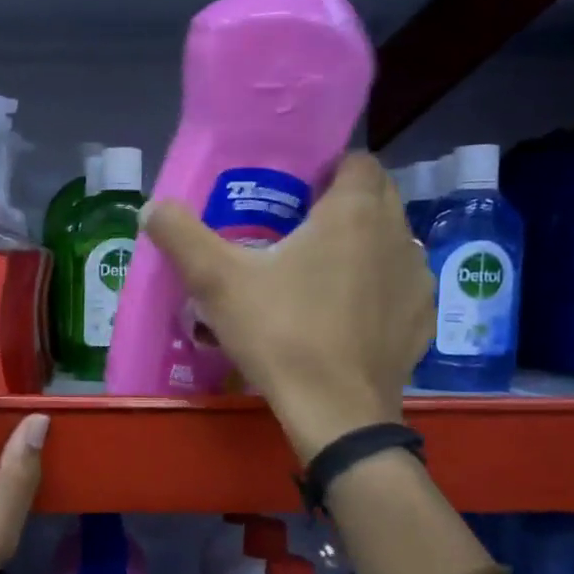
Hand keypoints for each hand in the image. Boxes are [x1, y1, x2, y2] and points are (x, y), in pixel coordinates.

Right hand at [141, 153, 432, 460]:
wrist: (335, 413)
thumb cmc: (281, 334)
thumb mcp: (218, 283)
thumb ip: (182, 237)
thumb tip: (152, 207)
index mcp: (354, 212)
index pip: (357, 160)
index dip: (327, 169)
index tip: (295, 193)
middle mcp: (397, 234)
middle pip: (378, 196)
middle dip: (344, 203)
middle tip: (299, 230)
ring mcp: (416, 279)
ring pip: (391, 241)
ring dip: (364, 245)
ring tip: (322, 273)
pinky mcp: (422, 320)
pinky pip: (400, 286)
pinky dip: (378, 288)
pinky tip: (348, 314)